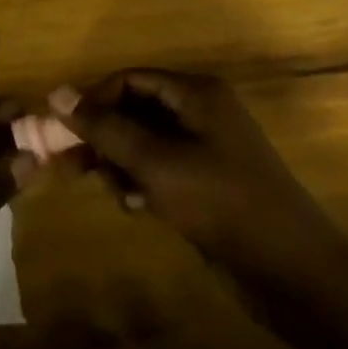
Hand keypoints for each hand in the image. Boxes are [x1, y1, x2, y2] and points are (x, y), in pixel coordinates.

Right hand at [67, 69, 341, 279]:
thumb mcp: (155, 161)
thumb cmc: (219, 201)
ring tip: (113, 191)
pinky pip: (161, 170)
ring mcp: (207, 149)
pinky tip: (136, 207)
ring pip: (145, 143)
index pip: (129, 79)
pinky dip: (142, 182)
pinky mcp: (208, 182)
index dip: (94, 100)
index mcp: (196, 94)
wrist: (290, 269)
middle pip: (135, 110)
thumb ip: (105, 128)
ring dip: (121, 163)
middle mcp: (201, 112)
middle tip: (71, 165)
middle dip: (104, 136)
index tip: (64, 131)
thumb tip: (57, 93)